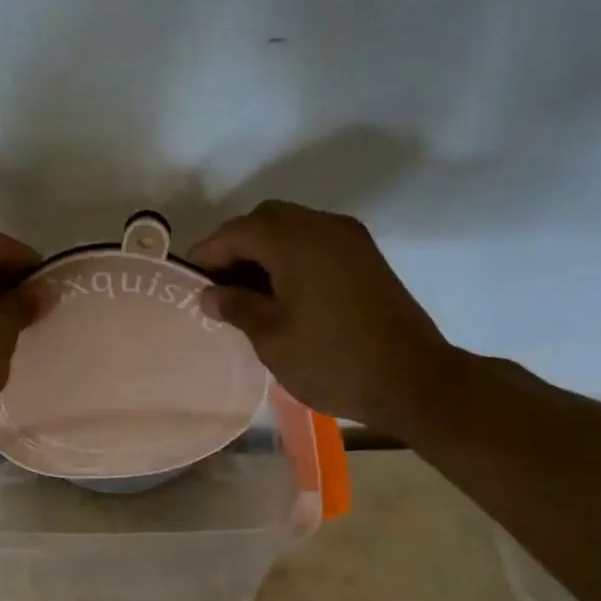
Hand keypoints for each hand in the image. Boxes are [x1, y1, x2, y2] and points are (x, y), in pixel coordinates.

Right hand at [189, 200, 459, 433]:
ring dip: (263, 252)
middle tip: (218, 288)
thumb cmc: (331, 360)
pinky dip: (290, 258)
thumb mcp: (271, 338)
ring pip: (292, 229)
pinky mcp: (365, 257)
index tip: (188, 284)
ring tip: (245, 296)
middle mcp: (323, 226)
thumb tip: (209, 294)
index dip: (207, 254)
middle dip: (235, 248)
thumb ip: (236, 307)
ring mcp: (349, 239)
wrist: (412, 380)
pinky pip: (315, 243)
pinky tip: (280, 295)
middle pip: (265, 220)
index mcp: (295, 241)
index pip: (236, 232)